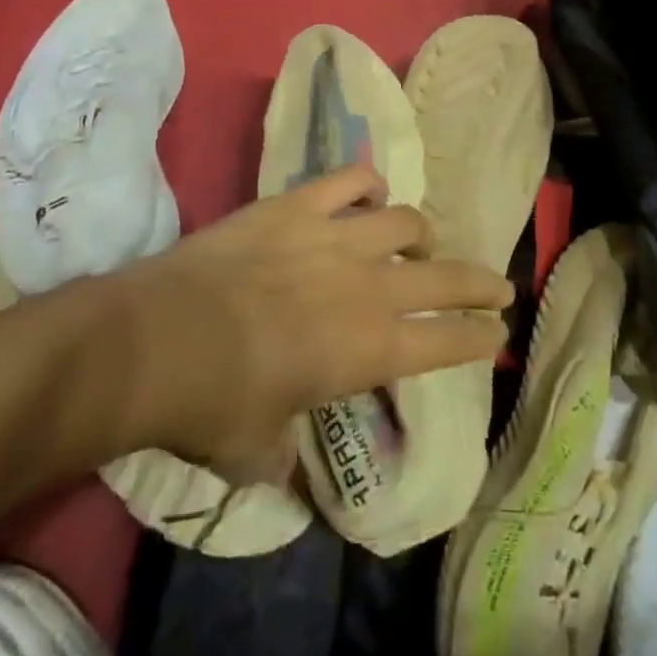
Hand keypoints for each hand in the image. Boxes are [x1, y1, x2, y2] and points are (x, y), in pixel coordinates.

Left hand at [97, 165, 512, 483]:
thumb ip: (283, 461)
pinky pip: (349, 179)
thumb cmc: (212, 406)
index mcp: (369, 350)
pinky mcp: (298, 204)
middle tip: (499, 284)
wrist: (158, 339)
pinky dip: (367, 183)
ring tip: (421, 240)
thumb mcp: (256, 453)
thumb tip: (287, 476)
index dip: (479, 338)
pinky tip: (370, 192)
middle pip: (445, 277)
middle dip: (480, 282)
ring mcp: (334, 237)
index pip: (447, 343)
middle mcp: (367, 287)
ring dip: (421, 232)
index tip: (498, 334)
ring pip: (405, 220)